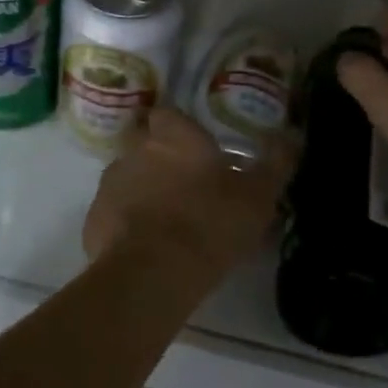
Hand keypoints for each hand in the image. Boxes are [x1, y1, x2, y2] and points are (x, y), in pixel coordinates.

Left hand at [83, 107, 295, 282]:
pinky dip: (125, 221)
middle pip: (142, 141)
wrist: (154, 274)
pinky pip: (113, 211)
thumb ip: (276, 162)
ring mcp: (110, 183)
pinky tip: (144, 244)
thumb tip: (292, 134)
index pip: (168, 114)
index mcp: (173, 135)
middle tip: (181, 182)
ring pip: (126, 175)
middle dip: (157, 155)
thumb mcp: (257, 195)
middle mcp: (136, 148)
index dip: (179, 128)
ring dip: (140, 188)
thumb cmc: (211, 223)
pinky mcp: (94, 218)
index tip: (193, 148)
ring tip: (164, 217)